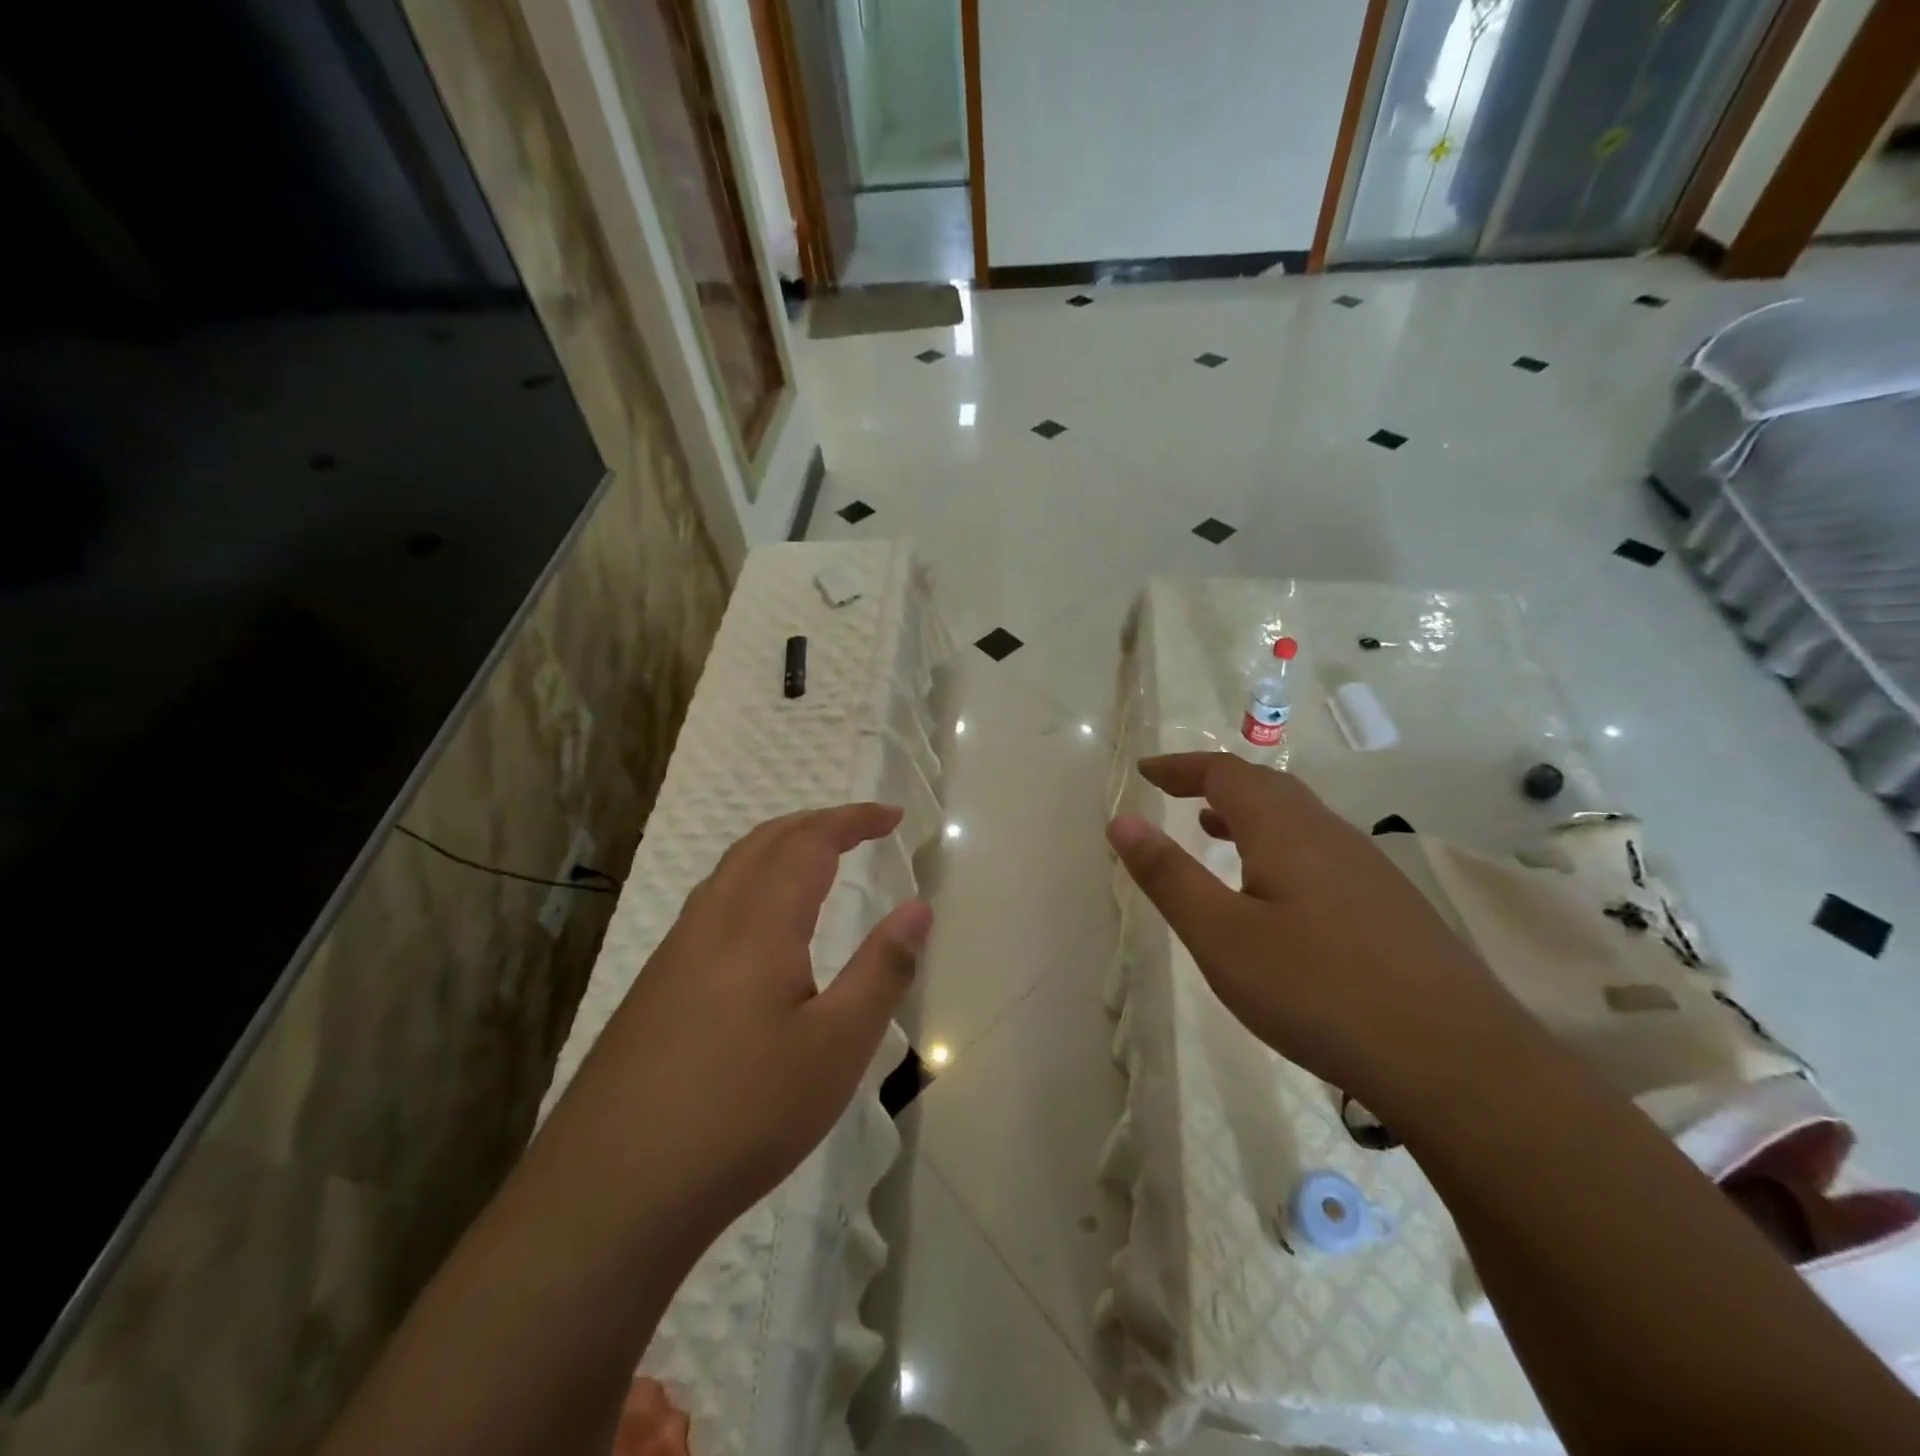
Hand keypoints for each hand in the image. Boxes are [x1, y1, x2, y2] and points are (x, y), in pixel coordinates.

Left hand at [567, 804, 931, 1246]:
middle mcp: (710, 923)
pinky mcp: (653, 990)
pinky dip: (749, 883)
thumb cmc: (743, 1114)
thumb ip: (883, 970)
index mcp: (758, 925)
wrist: (610, 1194)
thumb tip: (918, 908)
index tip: (893, 816)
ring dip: (777, 849)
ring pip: (729, 872)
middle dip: (815, 823)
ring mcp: (673, 955)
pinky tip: (758, 928)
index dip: (852, 820)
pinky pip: (709, 906)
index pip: (810, 843)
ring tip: (815, 860)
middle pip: (763, 843)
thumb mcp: (837, 1047)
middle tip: (860, 827)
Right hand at [1107, 754, 1525, 1113]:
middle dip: (1213, 784)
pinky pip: (1320, 849)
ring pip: (1297, 819)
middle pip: (1266, 787)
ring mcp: (1368, 868)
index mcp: (1285, 830)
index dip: (1181, 767)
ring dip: (1248, 814)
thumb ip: (1168, 875)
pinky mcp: (1389, 904)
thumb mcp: (1221, 936)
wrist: (1455, 1060)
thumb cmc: (1318, 991)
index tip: (1145, 773)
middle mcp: (1329, 833)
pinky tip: (1276, 892)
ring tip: (1215, 832)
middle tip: (1174, 795)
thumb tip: (1121, 820)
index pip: (1225, 773)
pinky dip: (1279, 845)